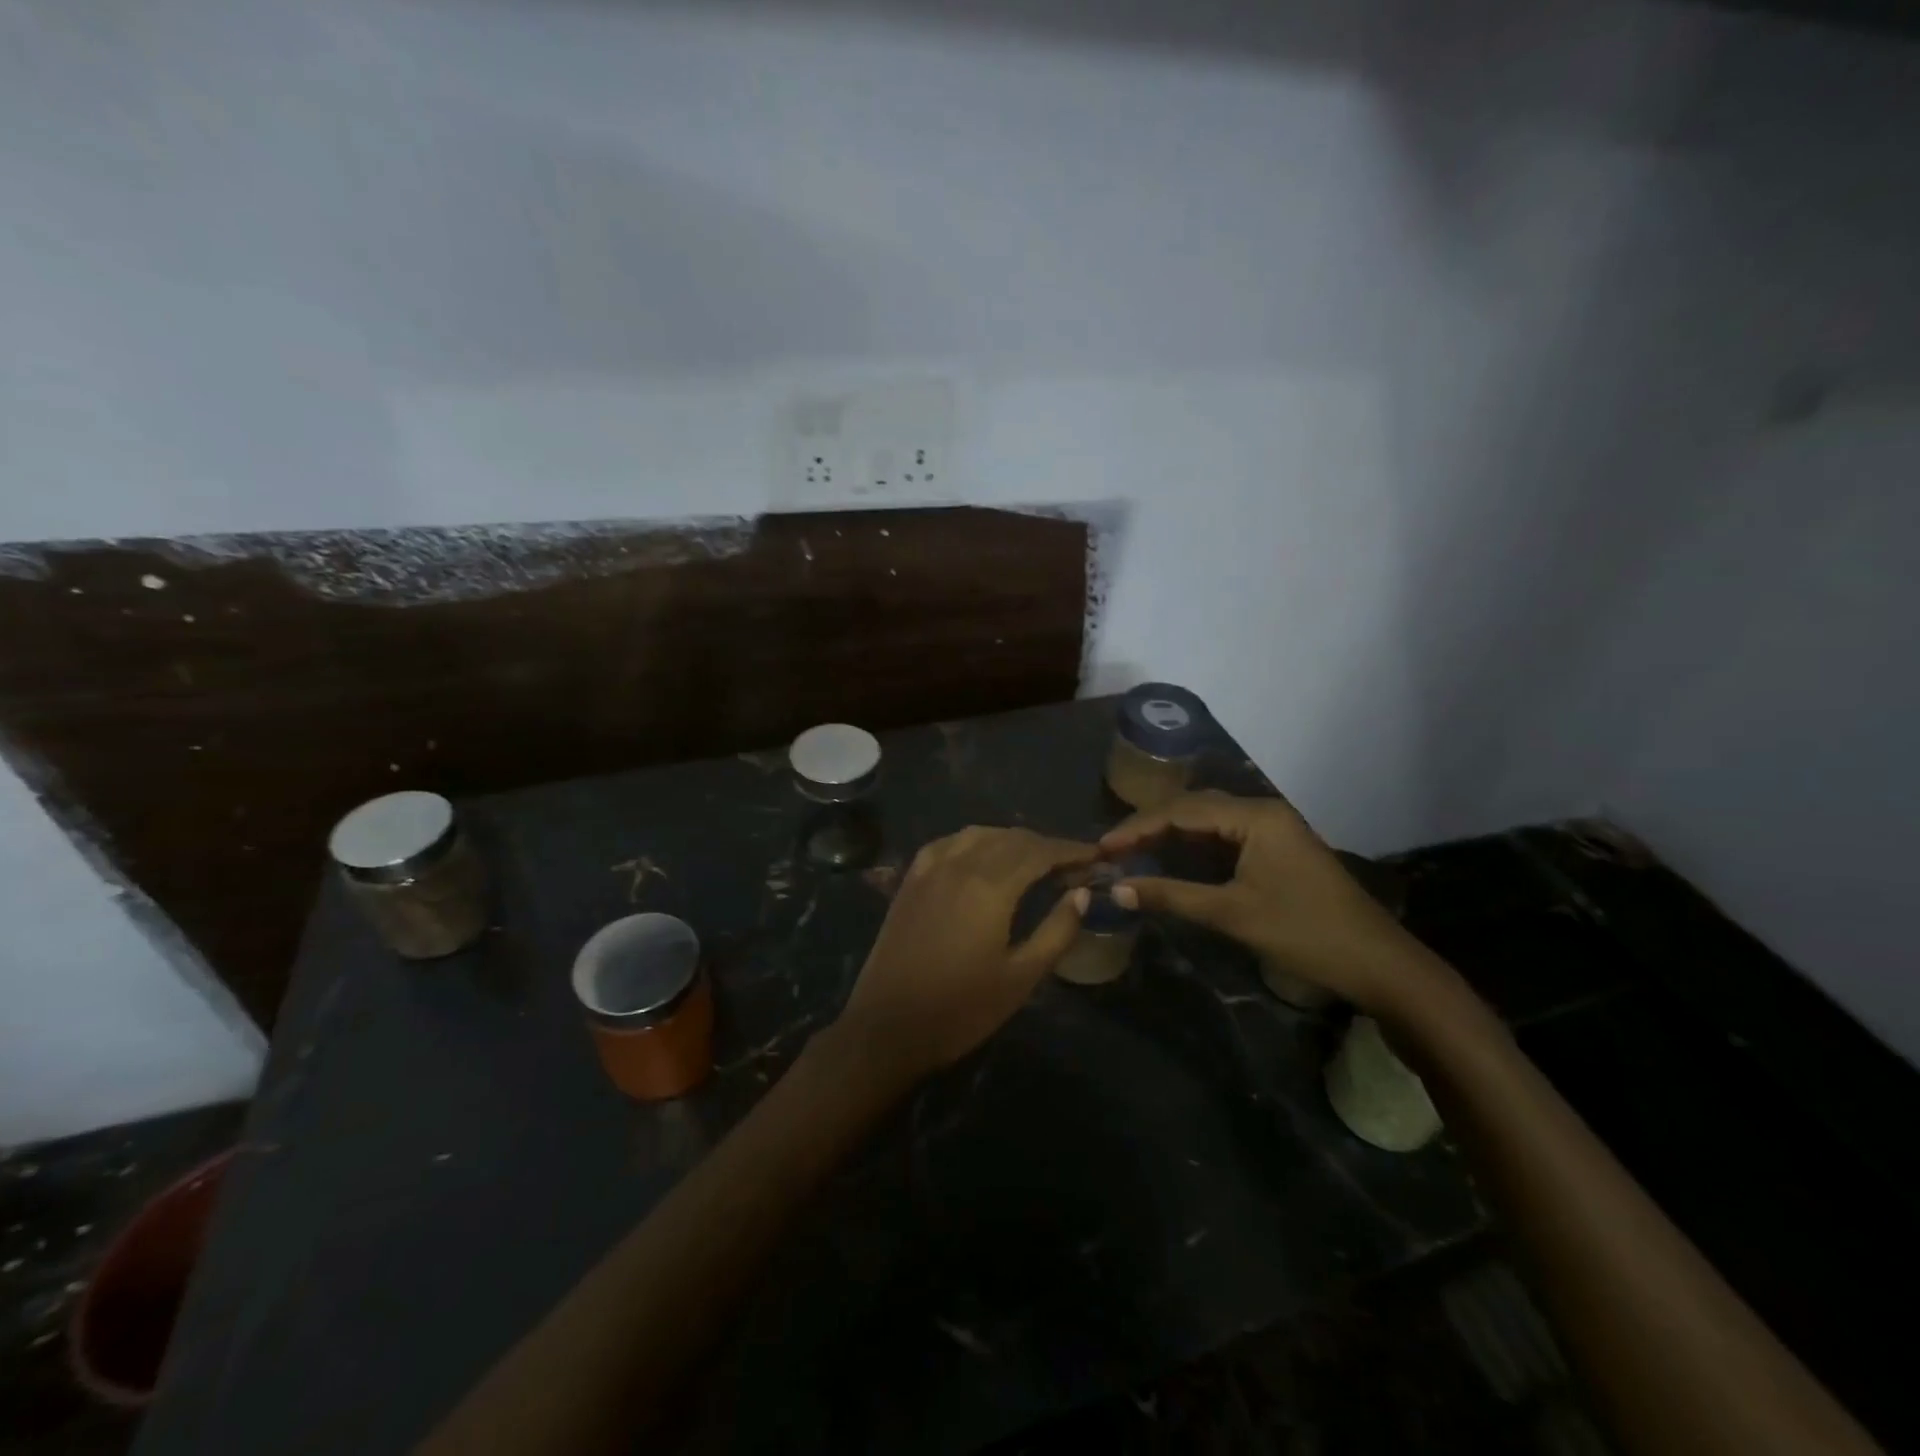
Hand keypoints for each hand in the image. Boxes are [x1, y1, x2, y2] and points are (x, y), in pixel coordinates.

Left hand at [831, 826, 1095, 1090]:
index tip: (1095, 856)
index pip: (1039, 851)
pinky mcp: (910, 880)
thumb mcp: (1021, 977)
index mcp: (990, 886)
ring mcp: (930, 868)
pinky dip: (976, 842)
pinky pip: (949, 843)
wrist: (887, 1027)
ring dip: (1012, 841)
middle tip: (1071, 865)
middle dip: (1045, 846)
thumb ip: (1057, 931)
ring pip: (980, 834)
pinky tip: (983, 857)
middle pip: (1011, 838)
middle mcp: (959, 864)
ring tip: (1033, 861)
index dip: (1071, 850)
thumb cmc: (961, 1009)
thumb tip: (1081, 894)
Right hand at [1101, 791, 1439, 1014]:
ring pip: (1208, 822)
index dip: (1137, 827)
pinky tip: (1171, 859)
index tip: (1101, 848)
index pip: (1182, 811)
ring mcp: (1273, 829)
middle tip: (1111, 849)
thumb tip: (1116, 889)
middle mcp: (1263, 811)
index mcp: (1256, 816)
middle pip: (1194, 809)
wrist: (1378, 964)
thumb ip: (1171, 896)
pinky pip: (1225, 838)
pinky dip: (1193, 848)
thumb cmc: (1305, 933)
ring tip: (1131, 852)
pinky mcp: (1278, 849)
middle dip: (1150, 827)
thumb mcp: (1232, 914)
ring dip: (1170, 835)